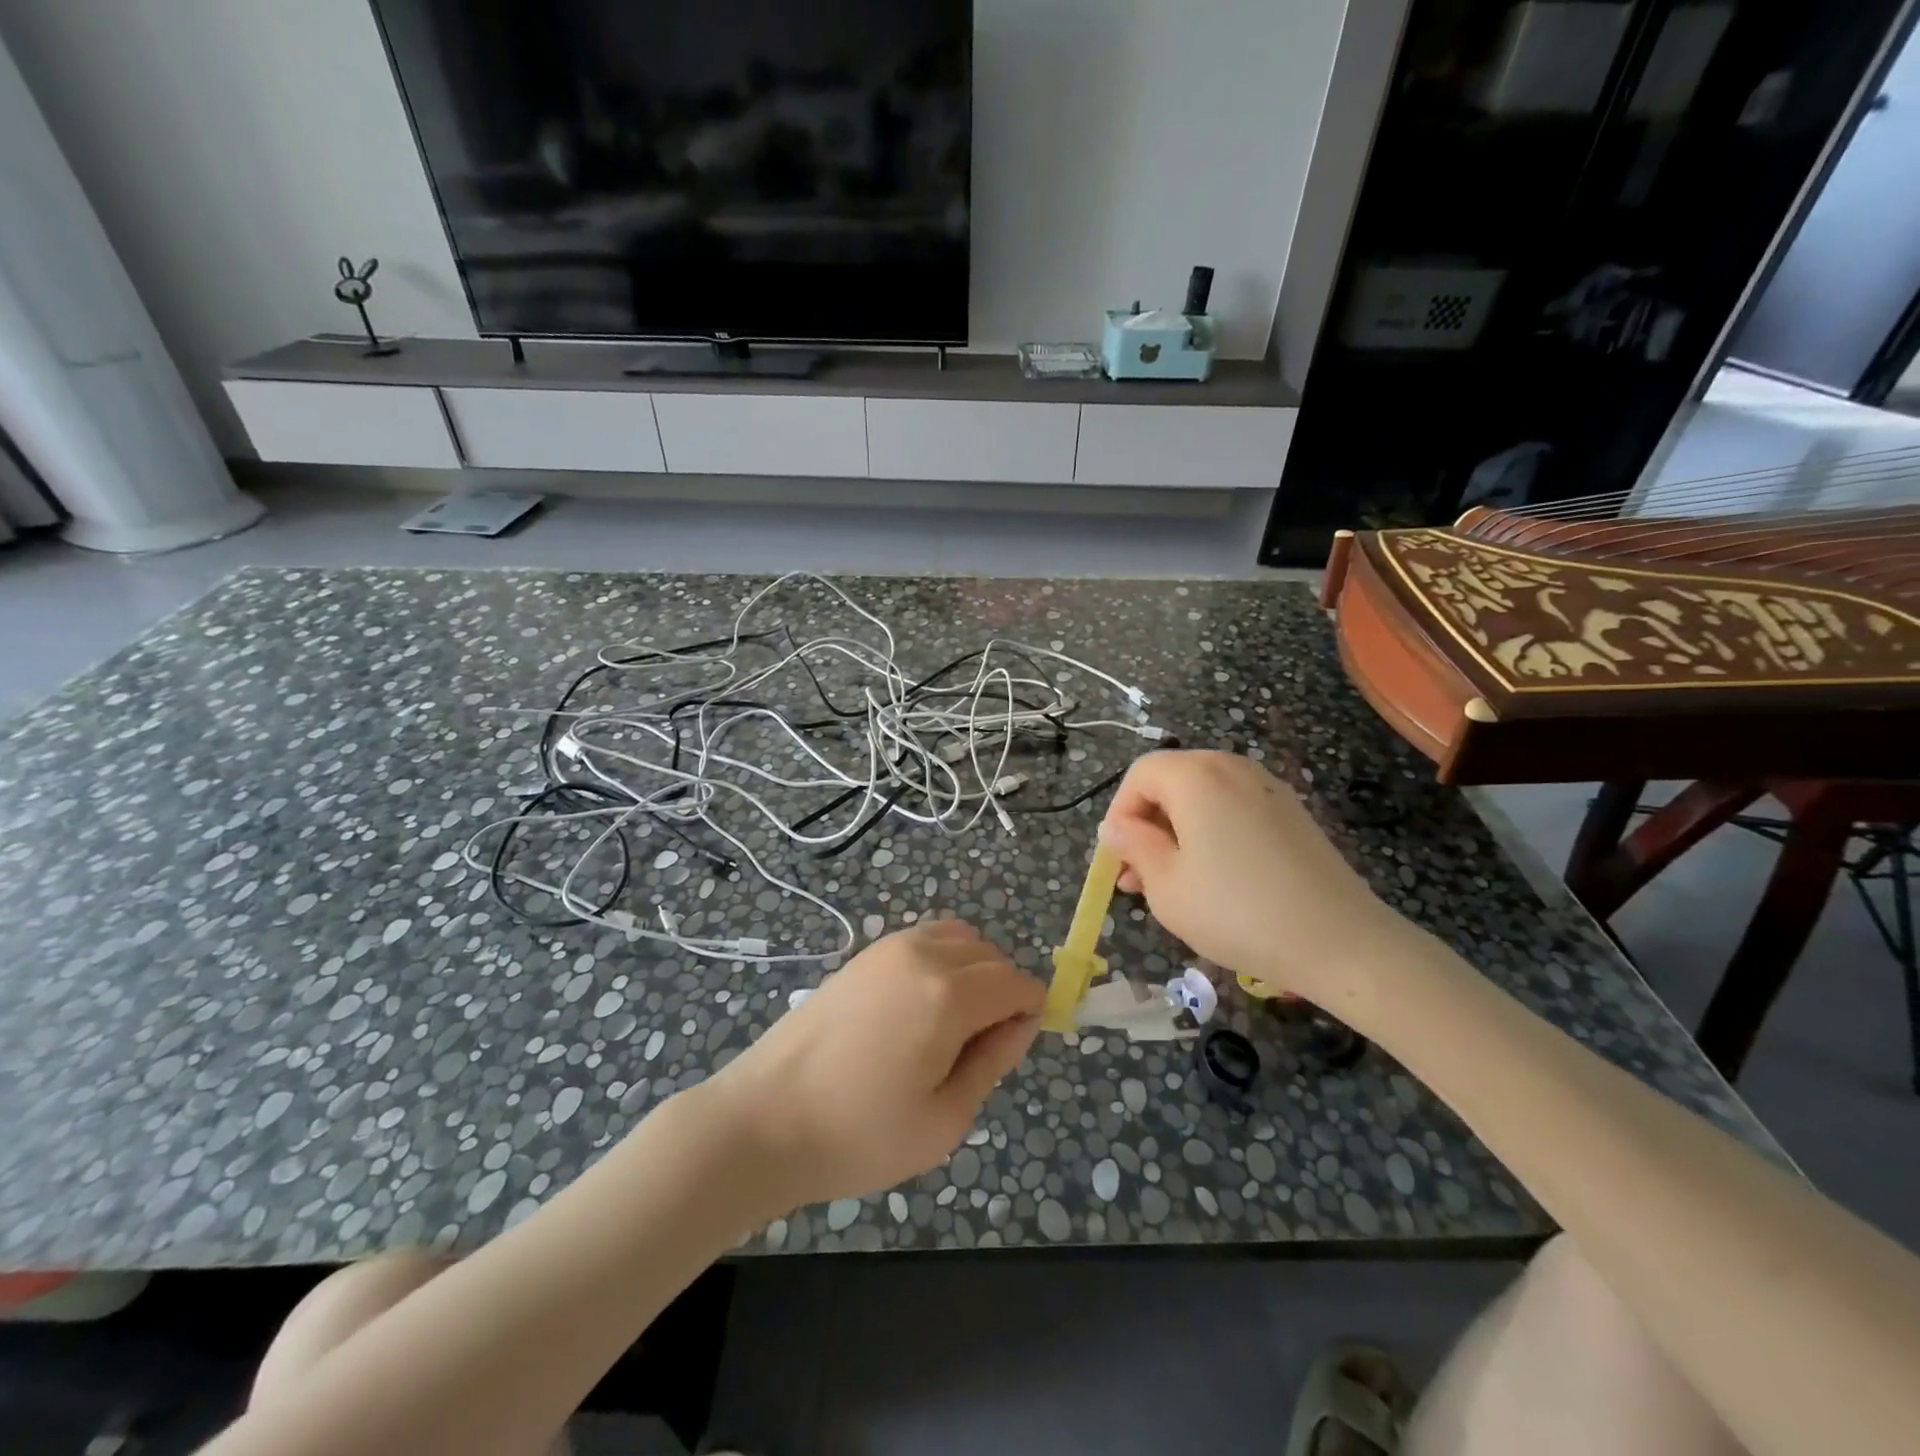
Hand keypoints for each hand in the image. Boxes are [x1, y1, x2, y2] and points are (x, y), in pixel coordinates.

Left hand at [708, 920, 1041, 1211]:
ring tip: (952, 1025)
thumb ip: (992, 1061)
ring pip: (959, 938)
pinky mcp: (864, 954)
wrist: (764, 1119)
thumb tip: (1023, 1023)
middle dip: (1003, 992)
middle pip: (991, 956)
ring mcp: (889, 947)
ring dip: (974, 970)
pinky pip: (925, 939)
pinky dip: (942, 959)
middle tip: (980, 1048)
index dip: (1030, 1011)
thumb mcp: (944, 1119)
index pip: (1017, 983)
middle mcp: (923, 954)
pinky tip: (919, 1007)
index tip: (1016, 1046)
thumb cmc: (859, 1135)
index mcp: (949, 995)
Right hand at [1098, 750, 1421, 1007]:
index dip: (1119, 814)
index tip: (1117, 860)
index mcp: (1196, 776)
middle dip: (1147, 825)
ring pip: (1203, 798)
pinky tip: (1215, 879)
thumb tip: (1115, 828)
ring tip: (1171, 883)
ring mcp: (1268, 788)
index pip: (1139, 775)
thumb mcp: (1166, 885)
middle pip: (1171, 782)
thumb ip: (1134, 846)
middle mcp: (1233, 768)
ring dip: (1177, 832)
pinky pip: (1234, 810)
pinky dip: (1211, 833)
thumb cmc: (1237, 912)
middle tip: (1137, 879)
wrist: (1339, 941)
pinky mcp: (1292, 813)